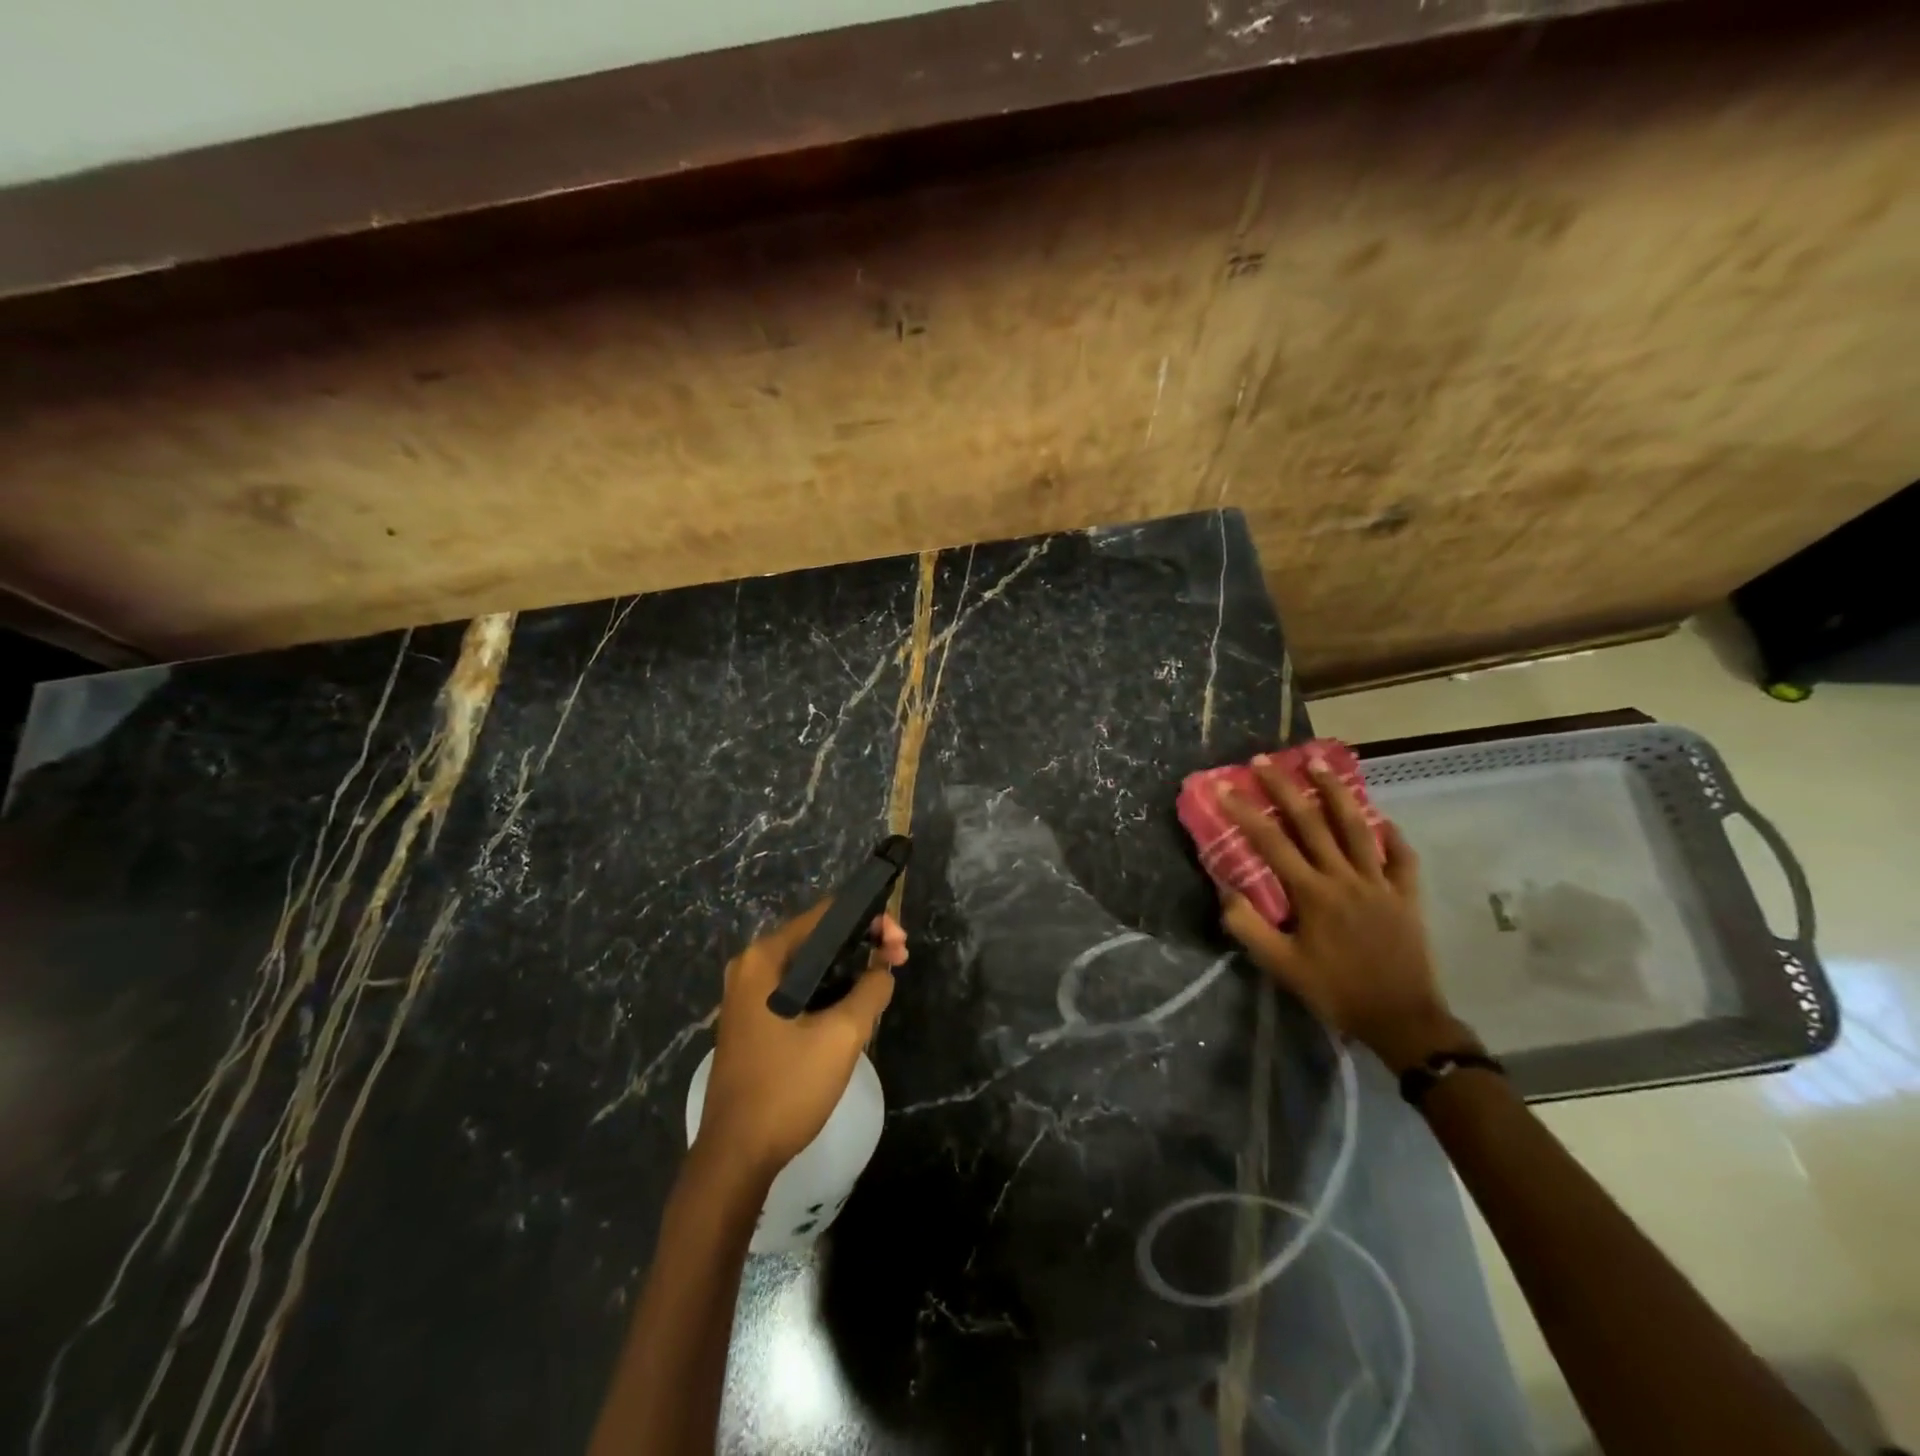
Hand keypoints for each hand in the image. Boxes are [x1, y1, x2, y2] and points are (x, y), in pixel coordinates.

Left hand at [696, 903, 908, 1181]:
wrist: (736, 1156)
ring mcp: (748, 996)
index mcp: (764, 959)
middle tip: (900, 959)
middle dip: (862, 944)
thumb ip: (871, 990)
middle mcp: (751, 968)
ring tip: (885, 980)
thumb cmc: (787, 1088)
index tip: (899, 939)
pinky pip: (799, 989)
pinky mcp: (754, 1021)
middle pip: (818, 938)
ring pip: (810, 966)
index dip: (868, 919)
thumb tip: (884, 970)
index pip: (825, 915)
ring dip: (849, 968)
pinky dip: (830, 989)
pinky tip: (856, 1003)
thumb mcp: (842, 1036)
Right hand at [1215, 755, 1473, 1071]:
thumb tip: (1225, 891)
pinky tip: (1379, 817)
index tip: (1225, 787)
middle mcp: (1344, 878)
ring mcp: (1380, 883)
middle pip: (1312, 823)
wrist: (1402, 1020)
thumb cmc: (1335, 992)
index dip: (1245, 813)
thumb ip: (1248, 927)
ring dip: (1335, 792)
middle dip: (1285, 788)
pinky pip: (1401, 857)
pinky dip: (1390, 834)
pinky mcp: (1406, 895)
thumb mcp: (1281, 966)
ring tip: (1318, 763)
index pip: (1271, 844)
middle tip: (1265, 760)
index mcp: (1312, 894)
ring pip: (1356, 827)